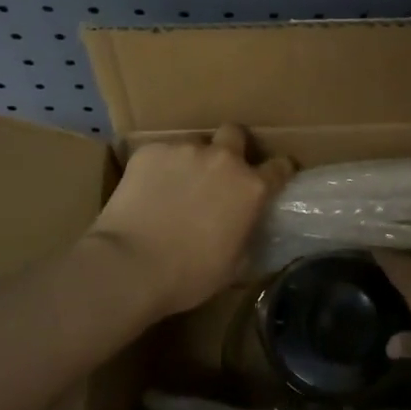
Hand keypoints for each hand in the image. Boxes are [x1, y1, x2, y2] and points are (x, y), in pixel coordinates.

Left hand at [88, 124, 292, 317]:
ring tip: (175, 188)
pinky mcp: (150, 151)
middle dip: (232, 148)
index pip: (280, 166)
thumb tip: (247, 228)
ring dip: (192, 162)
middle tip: (220, 173)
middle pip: (235, 134)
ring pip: (194, 145)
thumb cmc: (189, 275)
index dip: (278, 172)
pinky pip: (161, 154)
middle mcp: (223, 160)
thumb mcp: (234, 264)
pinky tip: (148, 192)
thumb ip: (247, 236)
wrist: (130, 266)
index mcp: (251, 188)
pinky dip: (160, 169)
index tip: (272, 179)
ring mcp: (184, 150)